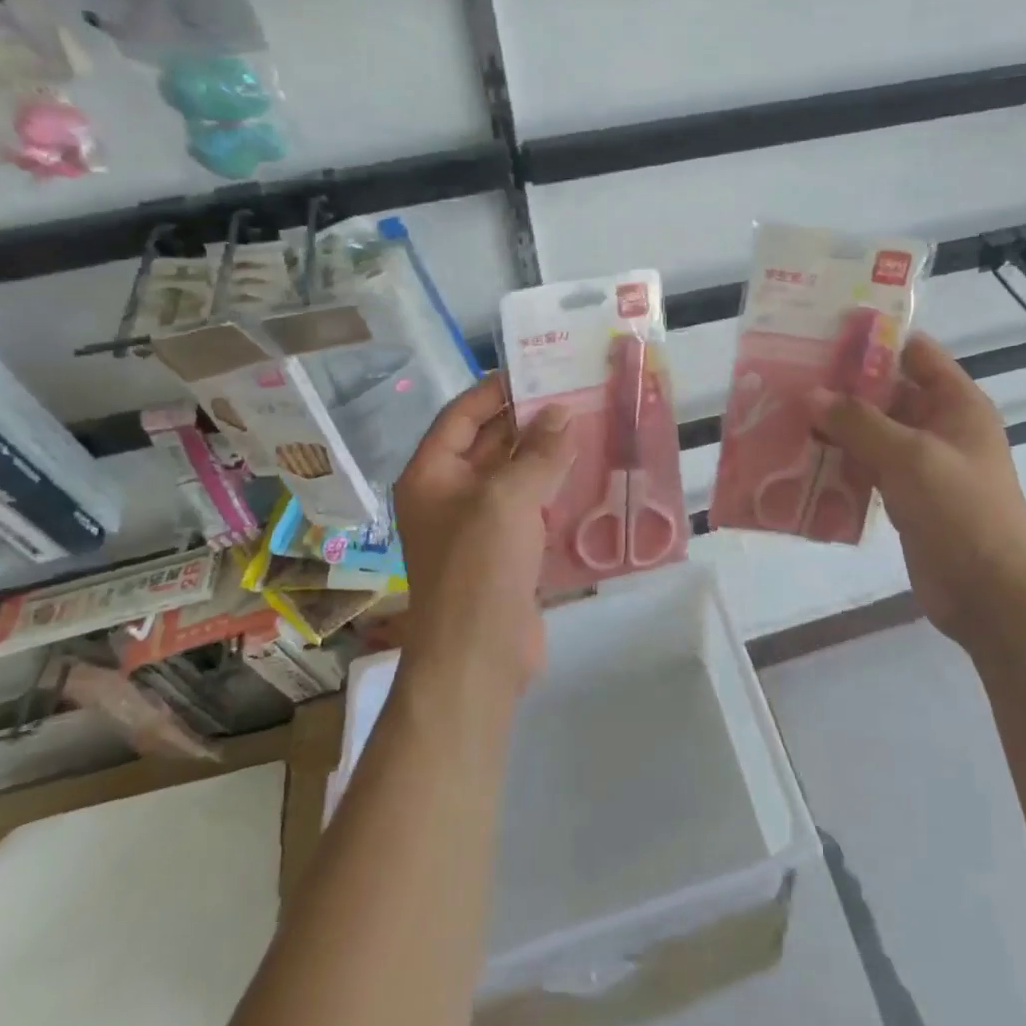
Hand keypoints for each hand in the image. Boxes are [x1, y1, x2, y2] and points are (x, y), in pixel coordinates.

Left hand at [393, 375, 576, 704]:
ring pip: (516, 475)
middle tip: (577, 392)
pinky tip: (592, 472)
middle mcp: (451, 494)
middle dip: (531, 419)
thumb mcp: (507, 499)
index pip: (462, 415)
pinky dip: (557, 488)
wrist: (478, 657)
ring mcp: (480, 524)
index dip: (496, 389)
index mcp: (432, 474)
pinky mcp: (508, 550)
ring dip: (549, 453)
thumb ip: (539, 453)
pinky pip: (533, 506)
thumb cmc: (478, 567)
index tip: (537, 368)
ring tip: (592, 424)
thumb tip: (563, 414)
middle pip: (492, 442)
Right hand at [805, 335, 1025, 653]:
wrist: (993, 596)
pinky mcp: (904, 497)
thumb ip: (858, 422)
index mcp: (955, 402)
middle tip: (787, 376)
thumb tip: (809, 394)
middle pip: (885, 391)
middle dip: (840, 385)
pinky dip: (838, 462)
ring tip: (782, 414)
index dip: (872, 340)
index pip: (913, 352)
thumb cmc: (961, 511)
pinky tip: (798, 460)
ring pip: (871, 432)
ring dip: (834, 426)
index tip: (820, 333)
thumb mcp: (909, 456)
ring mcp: (921, 463)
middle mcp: (939, 425)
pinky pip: (866, 468)